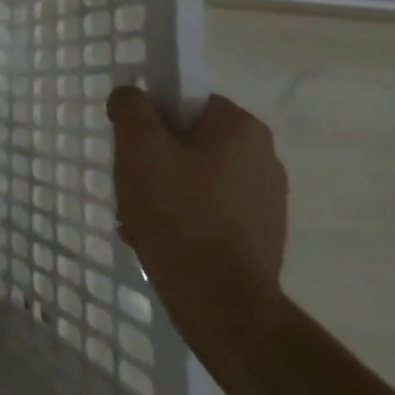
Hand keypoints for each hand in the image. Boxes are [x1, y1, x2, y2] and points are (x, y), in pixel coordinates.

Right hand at [107, 88, 289, 357]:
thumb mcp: (139, 146)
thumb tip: (131, 95)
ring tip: (136, 220)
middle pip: (190, 142)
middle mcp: (264, 159)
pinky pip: (209, 214)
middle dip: (153, 162)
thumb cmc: (177, 210)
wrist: (219, 299)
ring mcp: (266, 202)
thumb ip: (131, 107)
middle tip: (128, 185)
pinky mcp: (260, 238)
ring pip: (196, 180)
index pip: (188, 101)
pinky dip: (181, 221)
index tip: (130, 146)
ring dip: (162, 193)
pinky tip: (156, 241)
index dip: (152, 119)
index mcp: (242, 128)